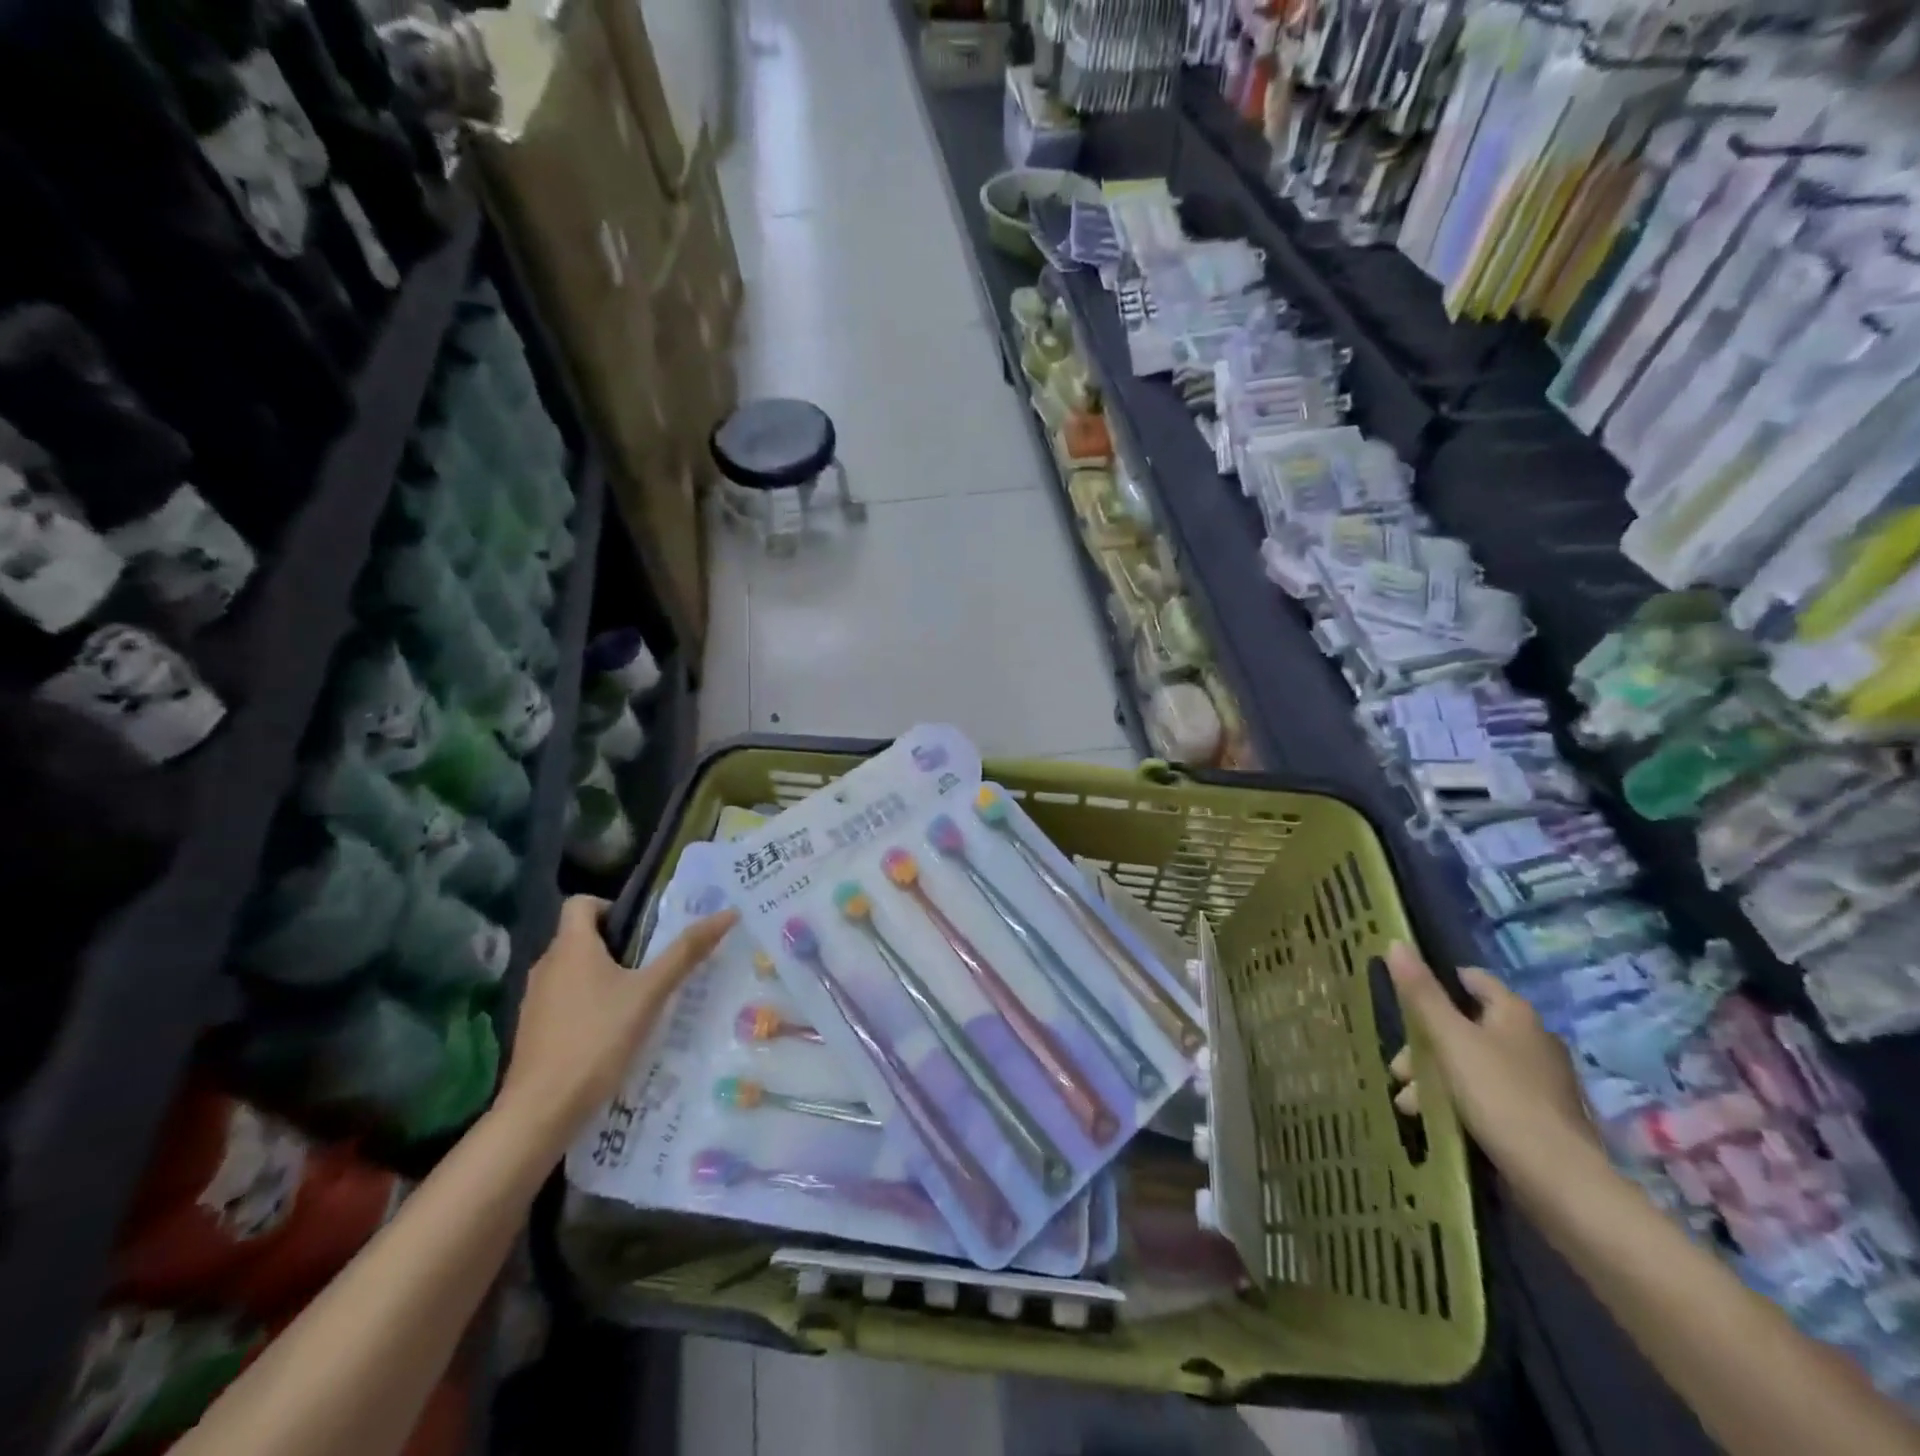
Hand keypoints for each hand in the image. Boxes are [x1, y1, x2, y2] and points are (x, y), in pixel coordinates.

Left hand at [500, 896, 737, 1142]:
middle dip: (617, 945)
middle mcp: (547, 965)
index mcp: (571, 947)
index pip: (581, 902)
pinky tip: (612, 1032)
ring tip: (639, 999)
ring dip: (603, 976)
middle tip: (654, 965)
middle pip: (581, 937)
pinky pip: (564, 1000)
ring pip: (573, 971)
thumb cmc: (597, 1038)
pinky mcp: (533, 1030)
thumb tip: (728, 913)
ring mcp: (535, 1000)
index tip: (642, 931)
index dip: (612, 907)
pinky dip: (587, 1005)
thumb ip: (686, 952)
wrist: (541, 1110)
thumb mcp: (651, 993)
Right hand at [1386, 942, 1601, 1177]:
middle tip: (1399, 1070)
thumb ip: (1420, 993)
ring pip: (1472, 1063)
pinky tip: (1436, 1119)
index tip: (1403, 999)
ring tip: (1408, 1104)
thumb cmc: (1499, 1094)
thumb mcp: (1449, 1039)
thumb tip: (1396, 943)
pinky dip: (1460, 1100)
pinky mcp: (1539, 1116)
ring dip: (1436, 1077)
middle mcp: (1532, 1039)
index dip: (1437, 982)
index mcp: (1514, 1013)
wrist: (1558, 1179)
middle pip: (1465, 1026)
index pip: (1472, 979)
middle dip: (1424, 1045)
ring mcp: (1540, 1080)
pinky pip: (1488, 1094)